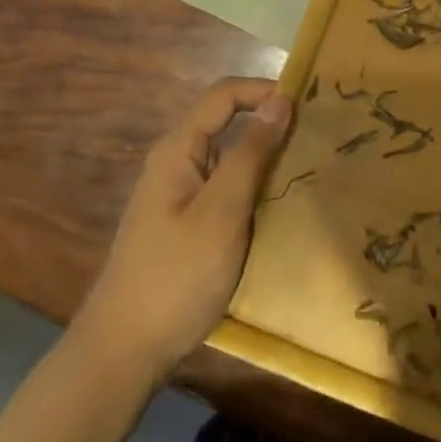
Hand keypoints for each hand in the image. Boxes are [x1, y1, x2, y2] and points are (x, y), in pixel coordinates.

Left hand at [76, 79, 294, 376]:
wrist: (124, 351)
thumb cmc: (176, 276)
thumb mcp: (222, 212)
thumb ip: (251, 153)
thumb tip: (280, 99)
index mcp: (178, 149)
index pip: (224, 95)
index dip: (263, 90)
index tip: (307, 103)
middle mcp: (176, 163)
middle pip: (226, 124)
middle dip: (269, 125)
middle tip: (316, 139)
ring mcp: (179, 195)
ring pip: (228, 160)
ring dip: (264, 160)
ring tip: (308, 171)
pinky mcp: (185, 224)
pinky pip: (225, 190)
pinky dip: (253, 189)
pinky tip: (279, 210)